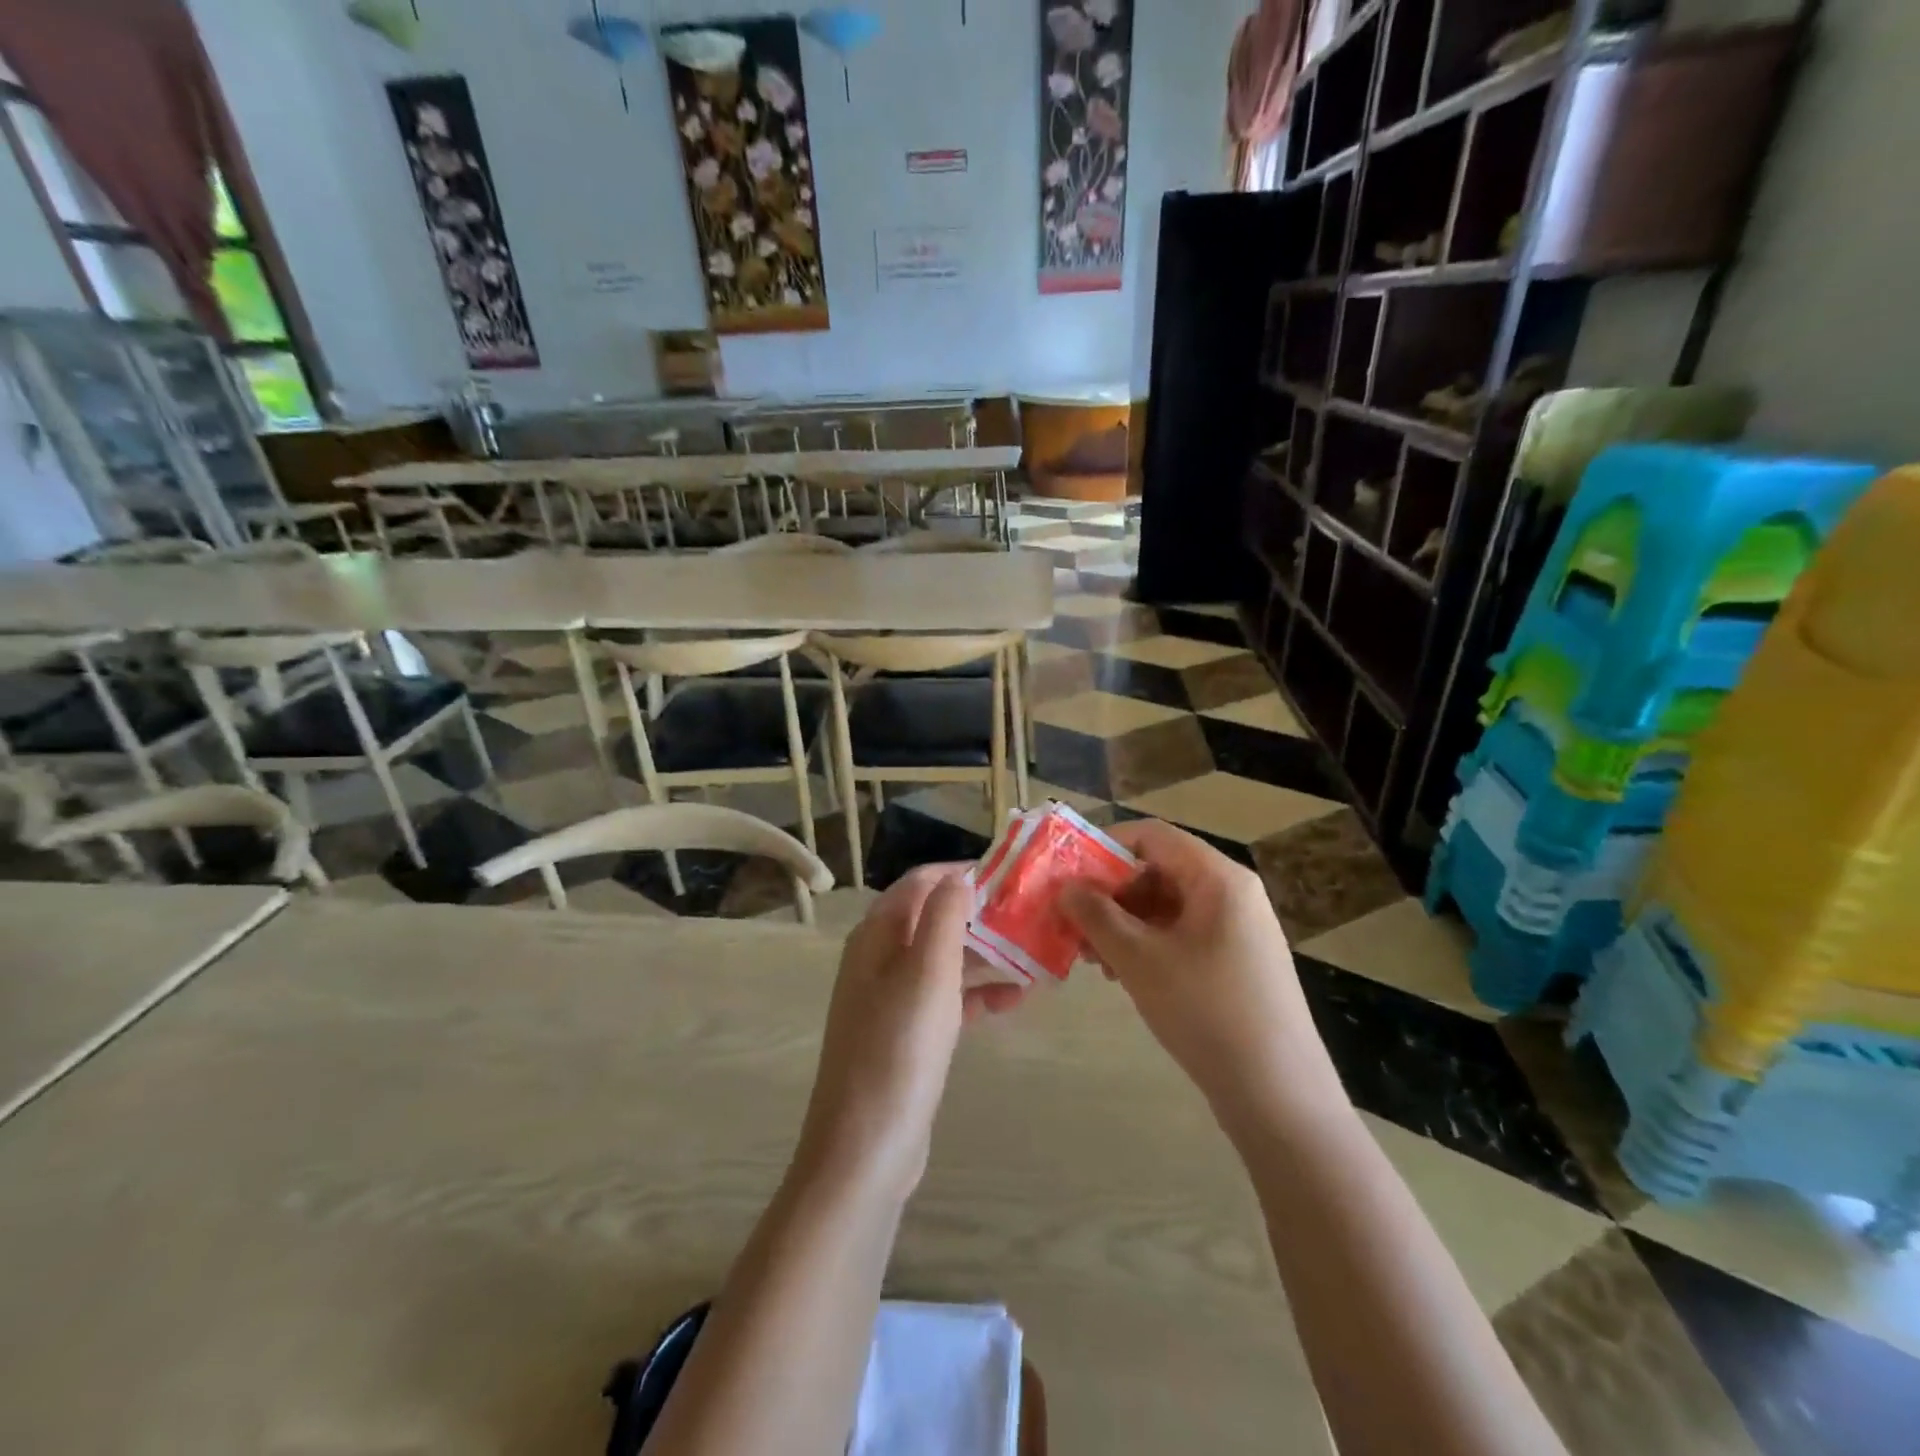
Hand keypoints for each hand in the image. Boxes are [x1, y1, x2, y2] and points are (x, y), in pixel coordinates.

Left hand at [793, 865, 1022, 1203]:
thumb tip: (961, 876)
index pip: (921, 882)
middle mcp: (880, 958)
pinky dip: (977, 993)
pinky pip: (947, 998)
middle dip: (981, 915)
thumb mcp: (927, 973)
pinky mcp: (907, 1033)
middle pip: (934, 917)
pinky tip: (1015, 1000)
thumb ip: (943, 916)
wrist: (865, 1151)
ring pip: (945, 959)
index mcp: (877, 935)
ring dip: (986, 955)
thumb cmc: (899, 1050)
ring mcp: (892, 998)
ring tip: (1036, 956)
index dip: (963, 872)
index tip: (1012, 875)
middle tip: (1032, 916)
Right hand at [1062, 820, 1346, 1134]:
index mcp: (1217, 877)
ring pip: (1166, 907)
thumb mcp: (1140, 959)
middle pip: (1158, 870)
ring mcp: (1238, 929)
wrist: (1278, 1095)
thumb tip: (1066, 887)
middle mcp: (1232, 893)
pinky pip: (1182, 935)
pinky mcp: (1236, 962)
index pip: (1152, 836)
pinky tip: (1124, 976)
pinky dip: (1147, 946)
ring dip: (1124, 924)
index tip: (1067, 874)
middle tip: (1074, 925)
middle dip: (1110, 894)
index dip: (1104, 847)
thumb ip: (1097, 915)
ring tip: (1094, 959)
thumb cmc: (1206, 1011)